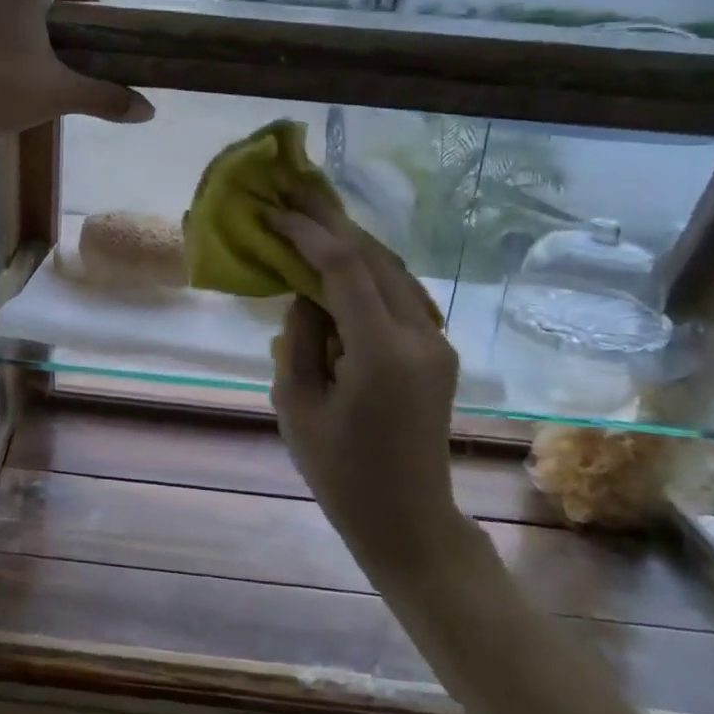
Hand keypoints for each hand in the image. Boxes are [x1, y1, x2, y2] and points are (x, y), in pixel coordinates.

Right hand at [270, 194, 465, 584]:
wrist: (409, 520)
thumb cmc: (341, 474)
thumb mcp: (296, 406)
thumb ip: (297, 339)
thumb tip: (304, 293)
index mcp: (382, 353)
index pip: (344, 269)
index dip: (308, 234)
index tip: (275, 213)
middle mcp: (421, 336)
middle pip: (376, 258)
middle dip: (333, 222)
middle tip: (295, 192)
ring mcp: (437, 342)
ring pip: (393, 270)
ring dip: (353, 242)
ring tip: (313, 215)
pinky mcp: (438, 350)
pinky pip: (400, 294)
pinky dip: (368, 270)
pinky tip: (341, 261)